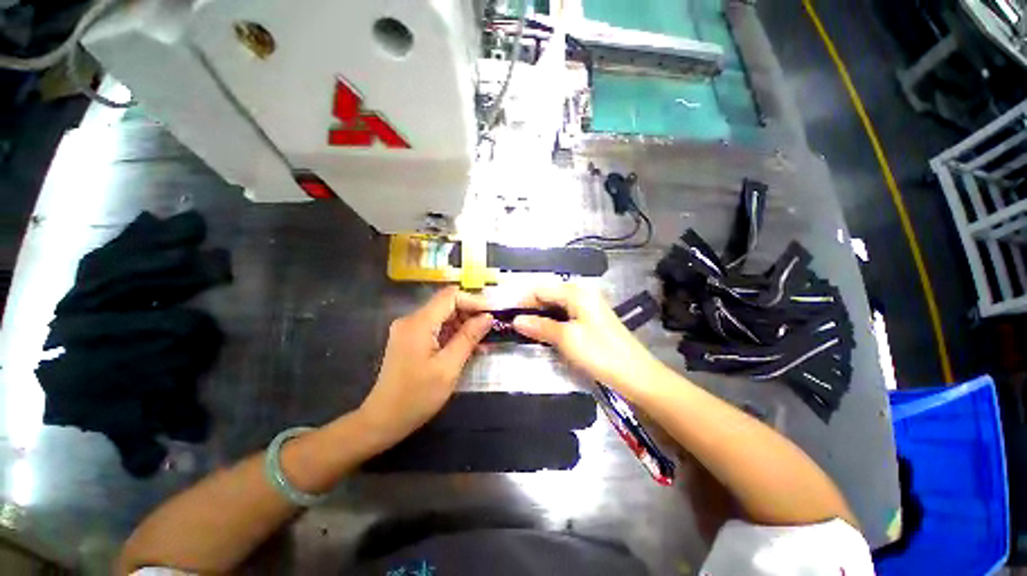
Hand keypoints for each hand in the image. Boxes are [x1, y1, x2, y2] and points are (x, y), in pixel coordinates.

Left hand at [359, 287, 491, 446]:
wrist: (383, 420)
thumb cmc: (417, 396)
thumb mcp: (448, 367)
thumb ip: (468, 337)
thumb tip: (488, 317)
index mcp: (418, 323)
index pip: (450, 296)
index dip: (474, 300)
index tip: (493, 313)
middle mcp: (411, 320)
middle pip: (447, 305)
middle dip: (471, 314)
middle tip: (491, 329)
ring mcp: (409, 330)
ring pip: (443, 317)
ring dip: (464, 326)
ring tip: (484, 341)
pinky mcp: (410, 340)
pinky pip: (436, 329)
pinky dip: (453, 335)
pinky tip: (468, 347)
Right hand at [512, 283, 659, 398]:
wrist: (636, 374)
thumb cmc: (600, 353)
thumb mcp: (566, 339)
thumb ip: (540, 326)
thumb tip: (516, 320)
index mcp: (576, 292)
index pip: (540, 289)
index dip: (521, 299)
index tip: (504, 311)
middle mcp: (581, 294)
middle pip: (547, 296)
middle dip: (528, 307)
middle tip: (509, 321)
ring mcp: (586, 307)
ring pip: (554, 306)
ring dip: (538, 315)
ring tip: (520, 328)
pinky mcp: (589, 320)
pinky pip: (563, 316)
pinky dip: (550, 322)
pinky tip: (540, 332)